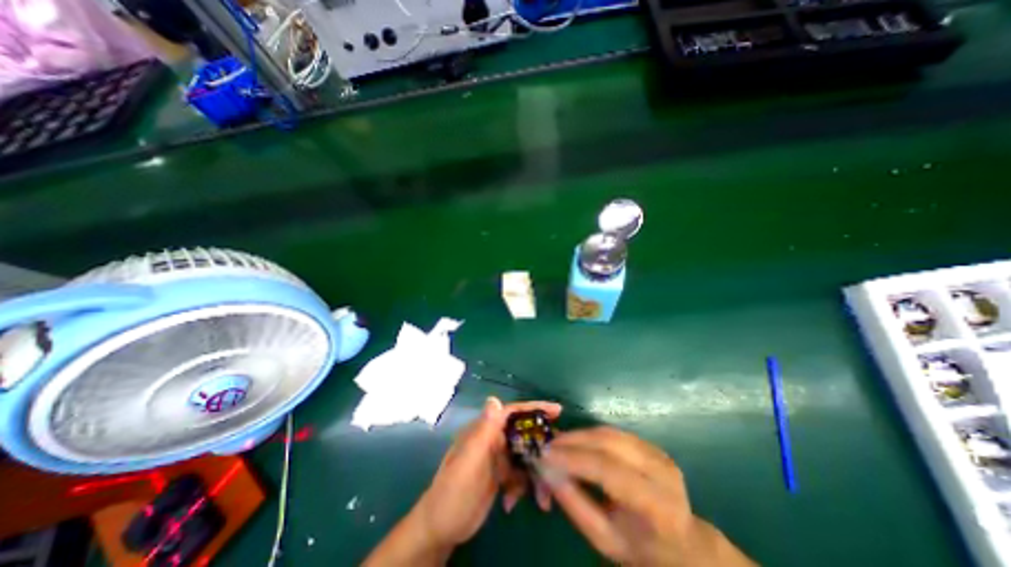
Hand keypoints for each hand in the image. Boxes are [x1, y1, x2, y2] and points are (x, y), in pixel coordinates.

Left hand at [413, 396, 567, 551]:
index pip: (512, 412)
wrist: (441, 529)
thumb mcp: (469, 462)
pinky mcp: (500, 476)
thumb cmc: (453, 492)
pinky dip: (523, 486)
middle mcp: (492, 440)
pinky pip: (519, 474)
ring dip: (534, 473)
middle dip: (541, 446)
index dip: (534, 408)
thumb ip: (483, 431)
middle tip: (560, 457)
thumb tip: (494, 399)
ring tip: (543, 496)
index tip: (557, 410)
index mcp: (484, 431)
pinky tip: (513, 503)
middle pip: (523, 433)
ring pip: (524, 455)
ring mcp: (496, 458)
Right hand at [540, 428, 753, 565]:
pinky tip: (577, 442)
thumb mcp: (605, 540)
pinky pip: (615, 433)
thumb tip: (547, 470)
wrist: (683, 546)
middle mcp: (662, 472)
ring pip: (610, 432)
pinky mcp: (652, 446)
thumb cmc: (641, 549)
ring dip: (580, 434)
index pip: (609, 470)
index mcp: (656, 505)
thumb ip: (575, 504)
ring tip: (557, 442)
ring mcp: (659, 454)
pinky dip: (591, 435)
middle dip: (573, 440)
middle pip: (609, 443)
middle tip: (547, 444)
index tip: (544, 453)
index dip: (573, 458)